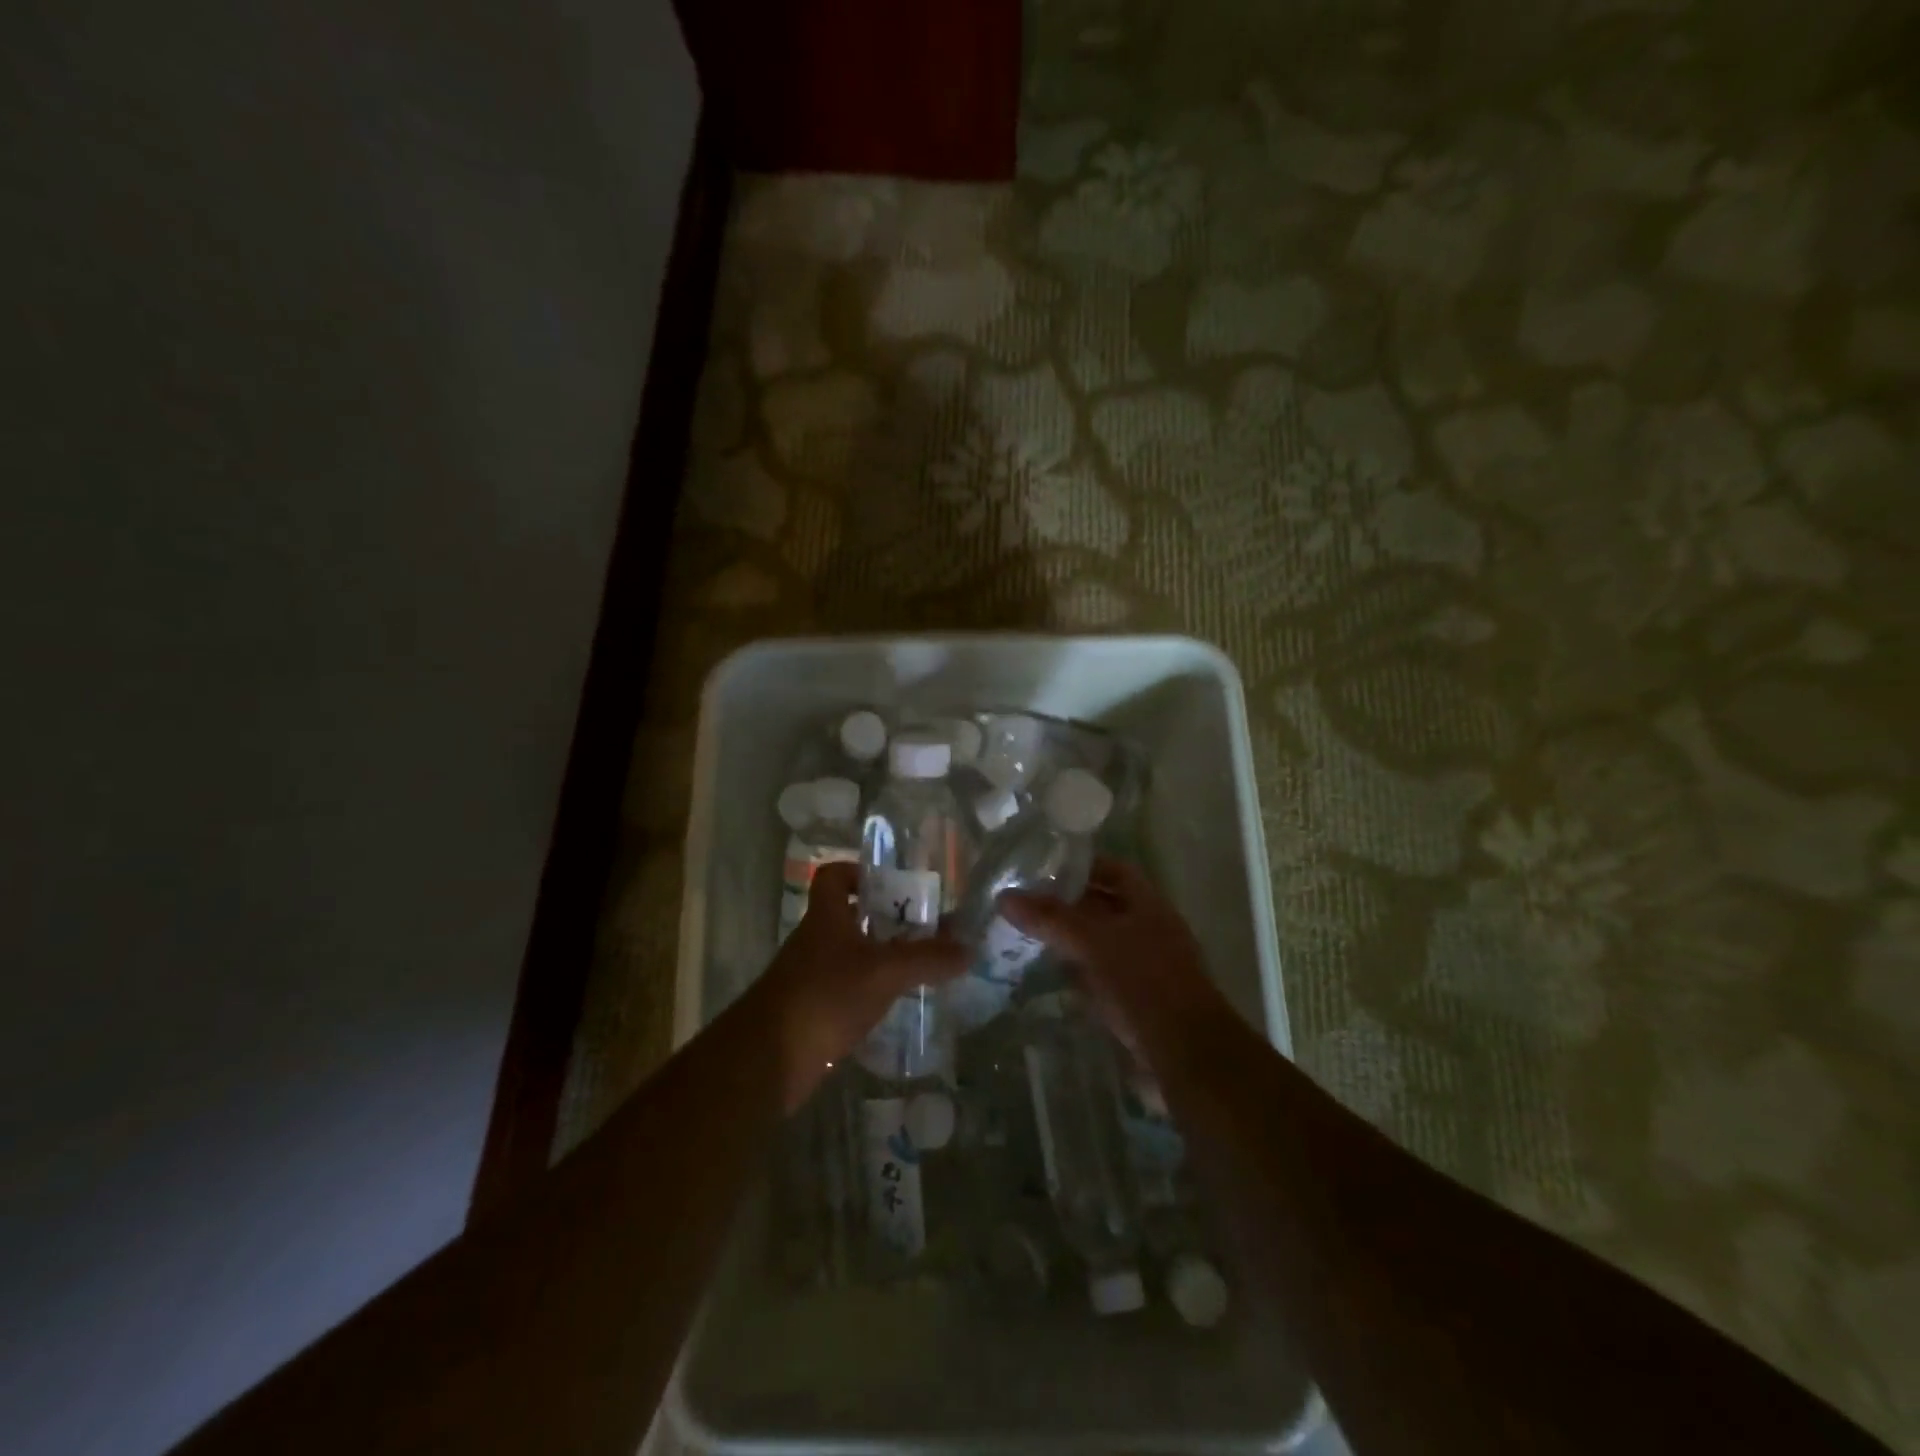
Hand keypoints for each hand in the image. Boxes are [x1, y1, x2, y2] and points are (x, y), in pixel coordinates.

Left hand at [755, 861, 966, 1108]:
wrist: (769, 1060)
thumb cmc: (825, 997)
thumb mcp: (884, 972)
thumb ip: (927, 958)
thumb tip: (969, 948)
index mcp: (826, 917)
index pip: (833, 876)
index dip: (859, 872)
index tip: (892, 885)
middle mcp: (816, 940)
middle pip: (850, 916)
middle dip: (886, 919)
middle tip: (925, 929)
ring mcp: (811, 977)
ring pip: (851, 955)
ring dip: (881, 957)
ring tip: (922, 966)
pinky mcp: (813, 1011)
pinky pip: (847, 989)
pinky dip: (871, 991)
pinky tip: (898, 1003)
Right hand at [1000, 857, 1234, 1074]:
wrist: (1186, 1052)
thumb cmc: (1143, 982)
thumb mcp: (1093, 942)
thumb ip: (1051, 919)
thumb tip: (1005, 897)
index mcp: (1148, 904)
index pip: (1114, 870)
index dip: (1082, 866)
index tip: (1044, 869)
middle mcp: (1151, 928)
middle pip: (1107, 906)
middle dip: (1070, 904)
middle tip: (1028, 904)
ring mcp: (1148, 965)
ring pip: (1104, 941)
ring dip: (1074, 939)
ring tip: (1033, 936)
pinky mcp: (1140, 998)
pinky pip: (1106, 974)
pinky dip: (1082, 971)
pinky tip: (1056, 976)